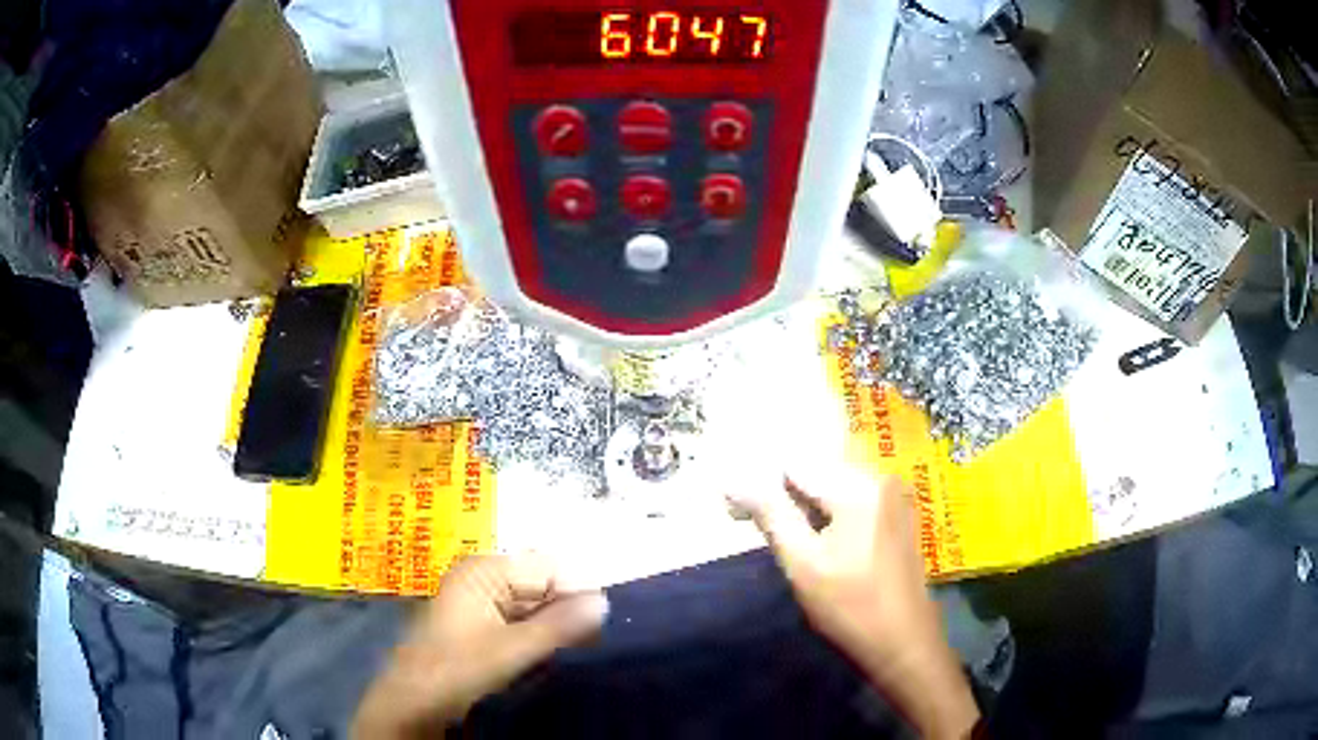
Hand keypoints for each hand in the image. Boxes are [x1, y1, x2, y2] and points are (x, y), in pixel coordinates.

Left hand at [352, 554, 608, 738]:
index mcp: (483, 570)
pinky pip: (521, 622)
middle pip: (540, 585)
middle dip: (566, 611)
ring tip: (574, 649)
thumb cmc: (458, 668)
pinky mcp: (480, 624)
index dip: (576, 593)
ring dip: (554, 627)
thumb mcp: (512, 650)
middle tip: (590, 641)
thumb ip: (559, 625)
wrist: (414, 700)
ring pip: (533, 606)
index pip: (547, 568)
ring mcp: (479, 601)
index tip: (600, 623)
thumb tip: (603, 602)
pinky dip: (538, 636)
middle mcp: (482, 577)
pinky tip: (548, 655)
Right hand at [731, 470, 978, 739]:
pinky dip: (829, 515)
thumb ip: (771, 515)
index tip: (738, 513)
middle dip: (784, 495)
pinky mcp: (899, 516)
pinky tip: (818, 542)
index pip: (796, 465)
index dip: (762, 485)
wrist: (905, 643)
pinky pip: (854, 501)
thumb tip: (735, 480)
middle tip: (754, 526)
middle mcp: (882, 479)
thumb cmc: (850, 607)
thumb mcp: (803, 563)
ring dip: (805, 507)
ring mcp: (895, 497)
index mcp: (859, 487)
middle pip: (817, 472)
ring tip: (784, 537)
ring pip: (834, 488)